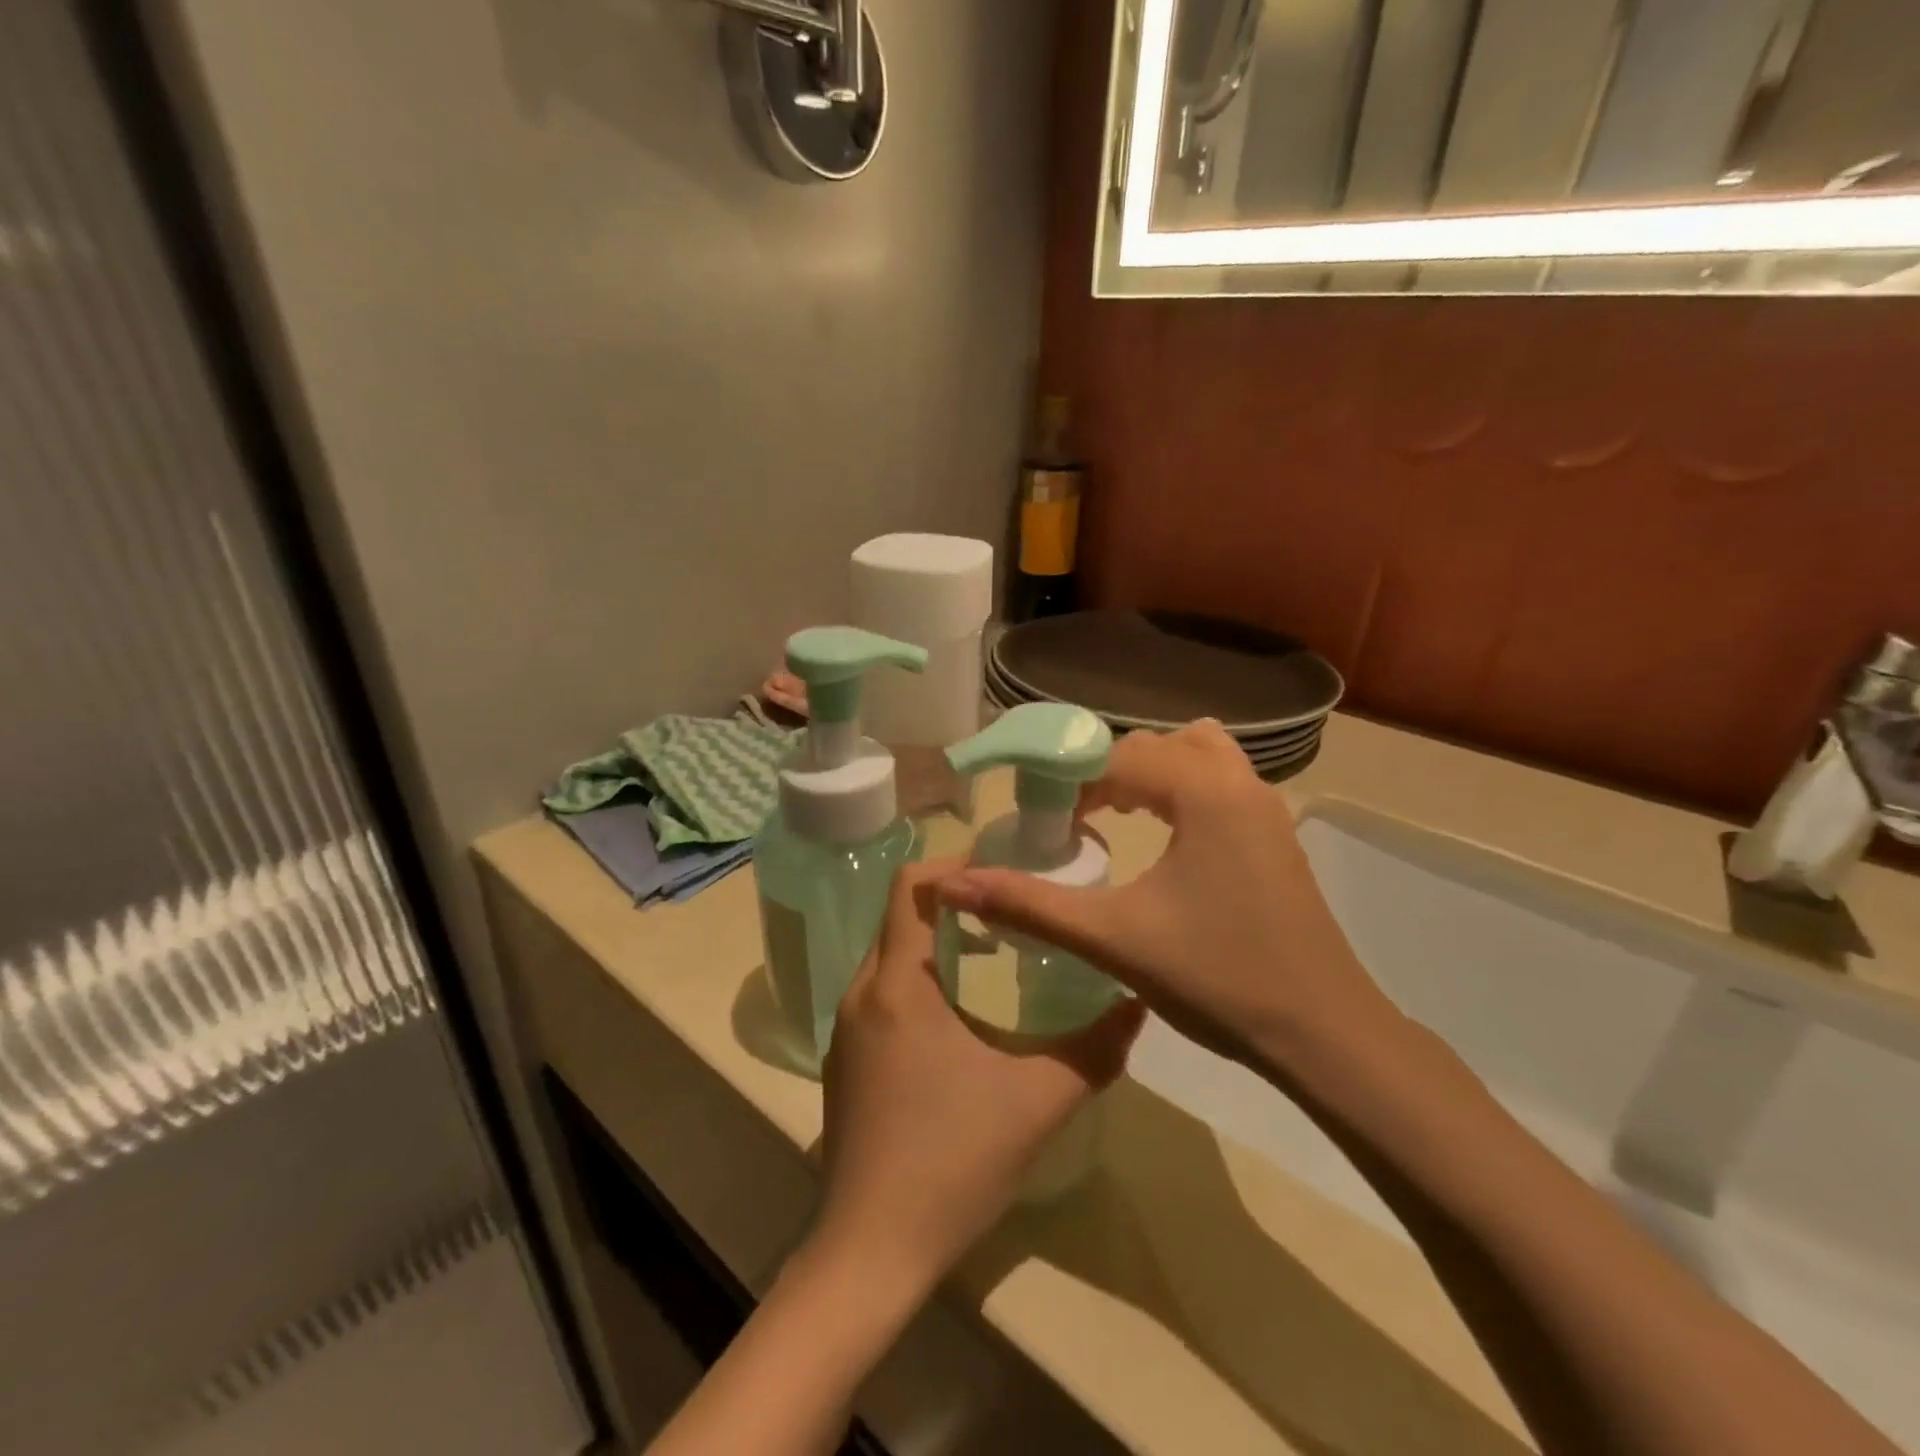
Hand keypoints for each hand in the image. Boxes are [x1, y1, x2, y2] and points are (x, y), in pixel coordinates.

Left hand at [816, 860, 1144, 1298]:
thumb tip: (1138, 1002)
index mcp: (898, 984)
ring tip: (995, 949)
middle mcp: (862, 992)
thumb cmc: (951, 1163)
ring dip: (938, 940)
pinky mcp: (847, 1057)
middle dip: (953, 900)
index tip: (1003, 868)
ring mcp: (847, 1027)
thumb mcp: (1037, 1102)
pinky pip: (883, 990)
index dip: (953, 863)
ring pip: (891, 953)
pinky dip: (920, 976)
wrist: (870, 1251)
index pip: (909, 885)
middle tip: (1012, 905)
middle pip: (900, 914)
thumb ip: (1094, 1049)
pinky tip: (961, 1012)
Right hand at [933, 721, 1390, 1072]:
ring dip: (1150, 774)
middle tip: (1072, 819)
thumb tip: (954, 884)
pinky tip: (1164, 838)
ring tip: (1116, 815)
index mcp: (1203, 792)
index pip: (1117, 756)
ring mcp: (1267, 806)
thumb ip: (1030, 906)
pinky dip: (1183, 790)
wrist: (1324, 1034)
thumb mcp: (1113, 939)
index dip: (1069, 781)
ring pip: (1197, 754)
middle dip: (1106, 772)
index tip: (1040, 821)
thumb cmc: (1218, 978)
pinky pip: (1220, 782)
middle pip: (1156, 745)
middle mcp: (1240, 782)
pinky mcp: (1276, 834)